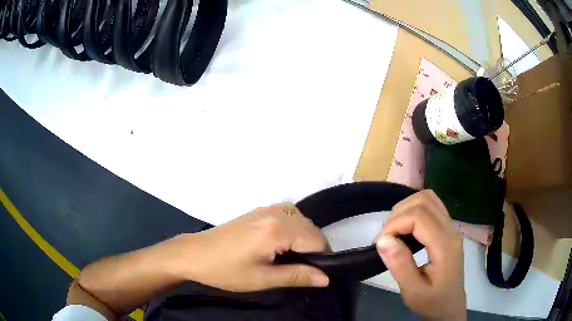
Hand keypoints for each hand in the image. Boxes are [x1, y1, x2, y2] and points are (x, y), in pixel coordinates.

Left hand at [170, 204, 329, 291]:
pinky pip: (288, 214)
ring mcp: (266, 209)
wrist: (194, 254)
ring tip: (296, 258)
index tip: (317, 274)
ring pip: (301, 220)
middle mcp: (275, 213)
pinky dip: (294, 228)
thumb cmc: (225, 270)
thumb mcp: (262, 279)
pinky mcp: (258, 211)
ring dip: (305, 237)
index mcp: (276, 230)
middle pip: (311, 228)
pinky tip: (284, 243)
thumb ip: (296, 276)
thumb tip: (325, 278)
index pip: (316, 240)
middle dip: (315, 248)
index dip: (322, 258)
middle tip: (306, 270)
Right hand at [376, 190, 465, 320]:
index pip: (419, 216)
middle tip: (387, 237)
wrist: (450, 306)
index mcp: (445, 245)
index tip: (381, 242)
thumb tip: (382, 240)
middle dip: (398, 214)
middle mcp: (451, 229)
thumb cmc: (432, 301)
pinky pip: (432, 205)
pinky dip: (415, 208)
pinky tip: (407, 226)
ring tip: (395, 230)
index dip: (395, 223)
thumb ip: (399, 265)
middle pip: (423, 200)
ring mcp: (451, 226)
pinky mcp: (448, 227)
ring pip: (428, 197)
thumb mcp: (412, 292)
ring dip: (406, 208)